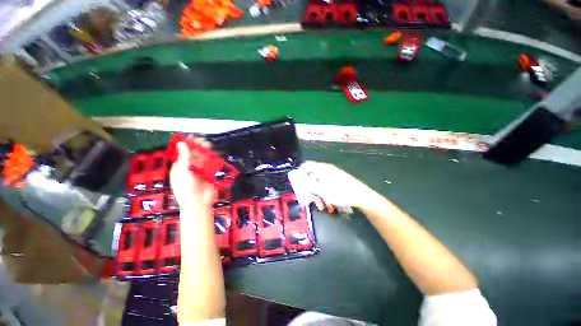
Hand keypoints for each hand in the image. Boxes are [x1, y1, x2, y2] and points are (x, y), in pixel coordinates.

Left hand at [170, 139, 215, 211]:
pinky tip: (215, 155)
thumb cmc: (186, 187)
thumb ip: (184, 157)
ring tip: (209, 146)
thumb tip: (181, 143)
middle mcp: (190, 167)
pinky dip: (213, 159)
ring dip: (206, 152)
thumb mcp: (184, 171)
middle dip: (198, 147)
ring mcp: (200, 171)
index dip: (188, 144)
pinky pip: (211, 165)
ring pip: (204, 159)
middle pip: (194, 154)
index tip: (194, 137)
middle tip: (204, 142)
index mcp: (180, 167)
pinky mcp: (209, 174)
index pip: (184, 152)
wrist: (198, 202)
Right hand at [300, 161, 374, 209]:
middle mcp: (327, 170)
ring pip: (320, 183)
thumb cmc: (340, 192)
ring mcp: (333, 175)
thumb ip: (309, 186)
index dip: (300, 172)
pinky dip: (324, 194)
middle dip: (310, 189)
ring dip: (318, 194)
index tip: (297, 182)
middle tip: (308, 198)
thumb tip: (301, 183)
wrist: (361, 196)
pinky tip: (327, 204)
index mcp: (323, 169)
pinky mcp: (338, 181)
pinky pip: (327, 185)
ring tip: (320, 205)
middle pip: (313, 176)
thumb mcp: (322, 191)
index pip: (307, 165)